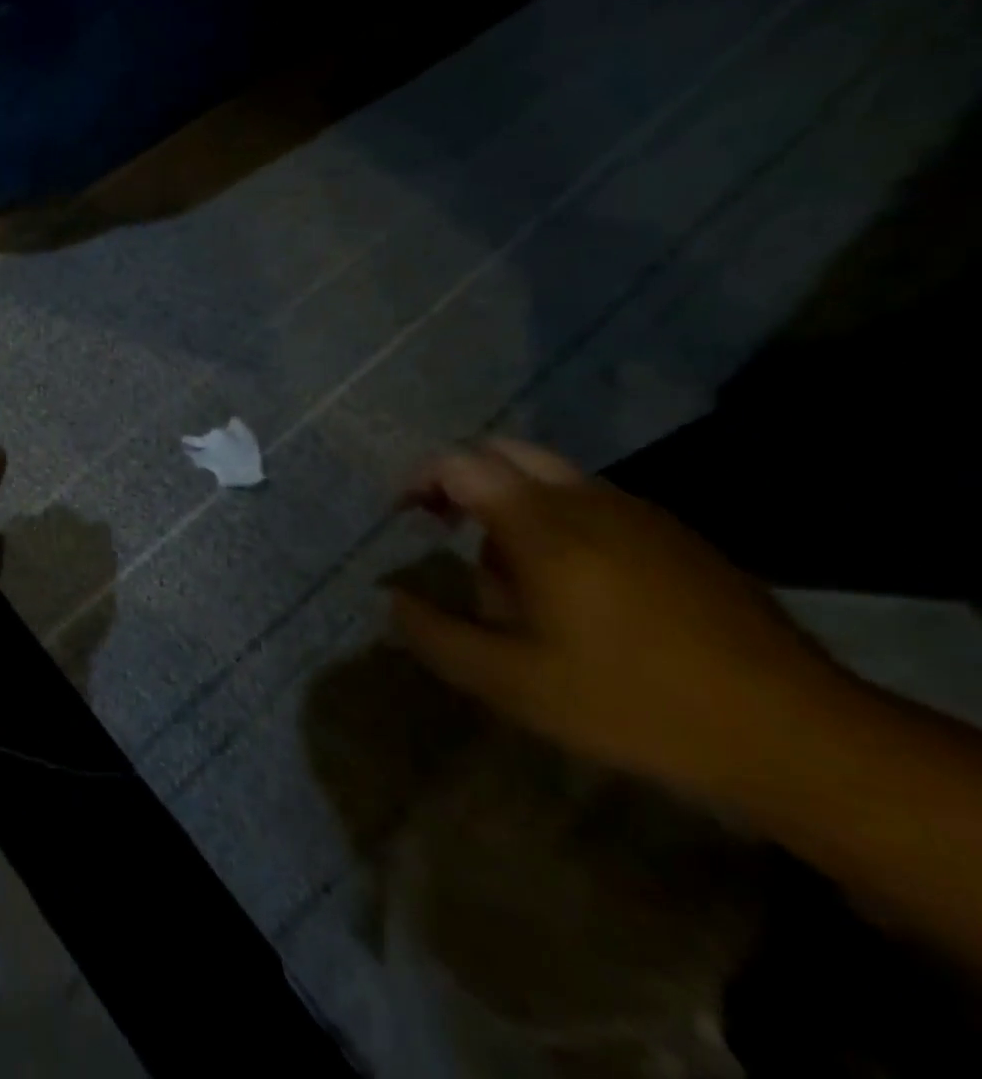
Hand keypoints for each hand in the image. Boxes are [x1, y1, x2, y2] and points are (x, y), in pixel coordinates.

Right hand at [390, 438, 848, 798]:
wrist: (796, 734)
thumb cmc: (633, 702)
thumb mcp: (513, 684)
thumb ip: (437, 635)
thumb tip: (391, 598)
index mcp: (541, 523)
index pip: (459, 463)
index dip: (420, 479)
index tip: (405, 516)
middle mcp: (587, 499)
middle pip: (506, 454)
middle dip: (464, 480)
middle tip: (447, 528)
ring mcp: (639, 513)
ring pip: (552, 478)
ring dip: (513, 504)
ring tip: (512, 575)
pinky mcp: (678, 536)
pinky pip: (595, 504)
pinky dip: (559, 521)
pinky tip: (575, 588)